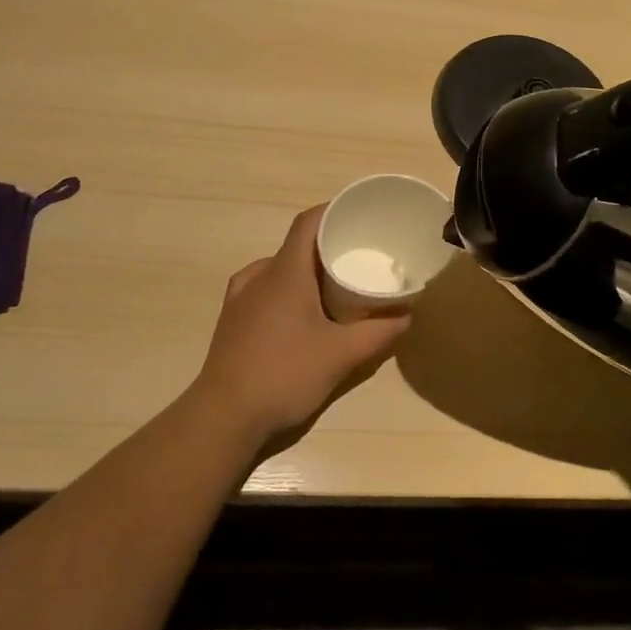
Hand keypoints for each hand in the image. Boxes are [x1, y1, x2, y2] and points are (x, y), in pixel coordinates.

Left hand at [189, 205, 410, 443]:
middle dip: (329, 247)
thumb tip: (407, 315)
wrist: (223, 417)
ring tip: (337, 288)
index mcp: (284, 272)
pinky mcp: (233, 321)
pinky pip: (266, 290)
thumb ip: (379, 333)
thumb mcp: (342, 355)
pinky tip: (305, 316)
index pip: (308, 222)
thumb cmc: (284, 375)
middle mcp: (258, 276)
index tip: (361, 216)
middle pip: (297, 246)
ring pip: (280, 269)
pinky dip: (290, 291)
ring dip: (308, 272)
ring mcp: (240, 298)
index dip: (334, 211)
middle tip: (361, 258)